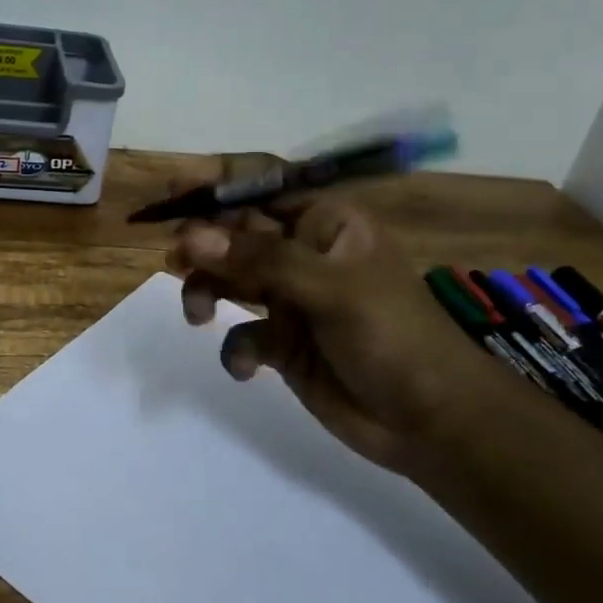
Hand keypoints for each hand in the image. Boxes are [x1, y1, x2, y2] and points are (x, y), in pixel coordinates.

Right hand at [164, 154, 500, 481]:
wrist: (430, 420)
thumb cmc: (392, 336)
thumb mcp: (331, 289)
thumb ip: (261, 260)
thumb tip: (191, 237)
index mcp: (324, 223)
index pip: (263, 184)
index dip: (216, 181)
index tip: (171, 191)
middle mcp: (302, 253)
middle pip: (235, 232)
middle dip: (203, 243)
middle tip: (177, 260)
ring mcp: (290, 298)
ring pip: (229, 279)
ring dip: (206, 291)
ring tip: (197, 314)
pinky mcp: (282, 343)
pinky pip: (242, 334)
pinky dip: (237, 349)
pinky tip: (249, 368)